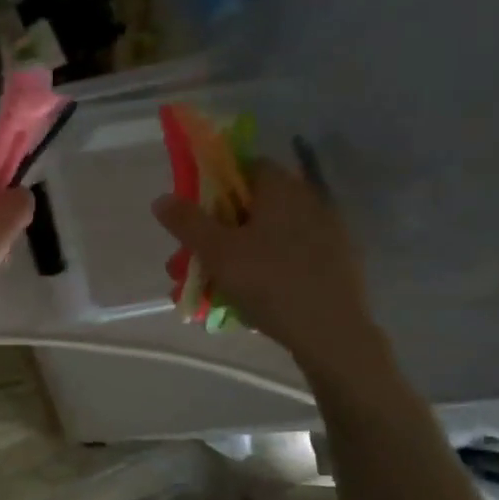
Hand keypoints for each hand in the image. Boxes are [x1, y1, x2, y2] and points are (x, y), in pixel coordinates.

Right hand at [152, 159, 380, 376]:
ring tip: (211, 287)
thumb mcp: (216, 251)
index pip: (246, 166)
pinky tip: (248, 298)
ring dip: (237, 254)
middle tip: (194, 259)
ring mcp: (327, 234)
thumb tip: (162, 199)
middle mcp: (309, 202)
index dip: (216, 184)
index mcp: (282, 189)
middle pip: (254, 205)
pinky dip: (264, 269)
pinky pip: (289, 257)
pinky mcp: (336, 264)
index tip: (196, 212)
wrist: (331, 333)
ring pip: (269, 236)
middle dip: (219, 229)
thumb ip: (187, 222)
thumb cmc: (268, 281)